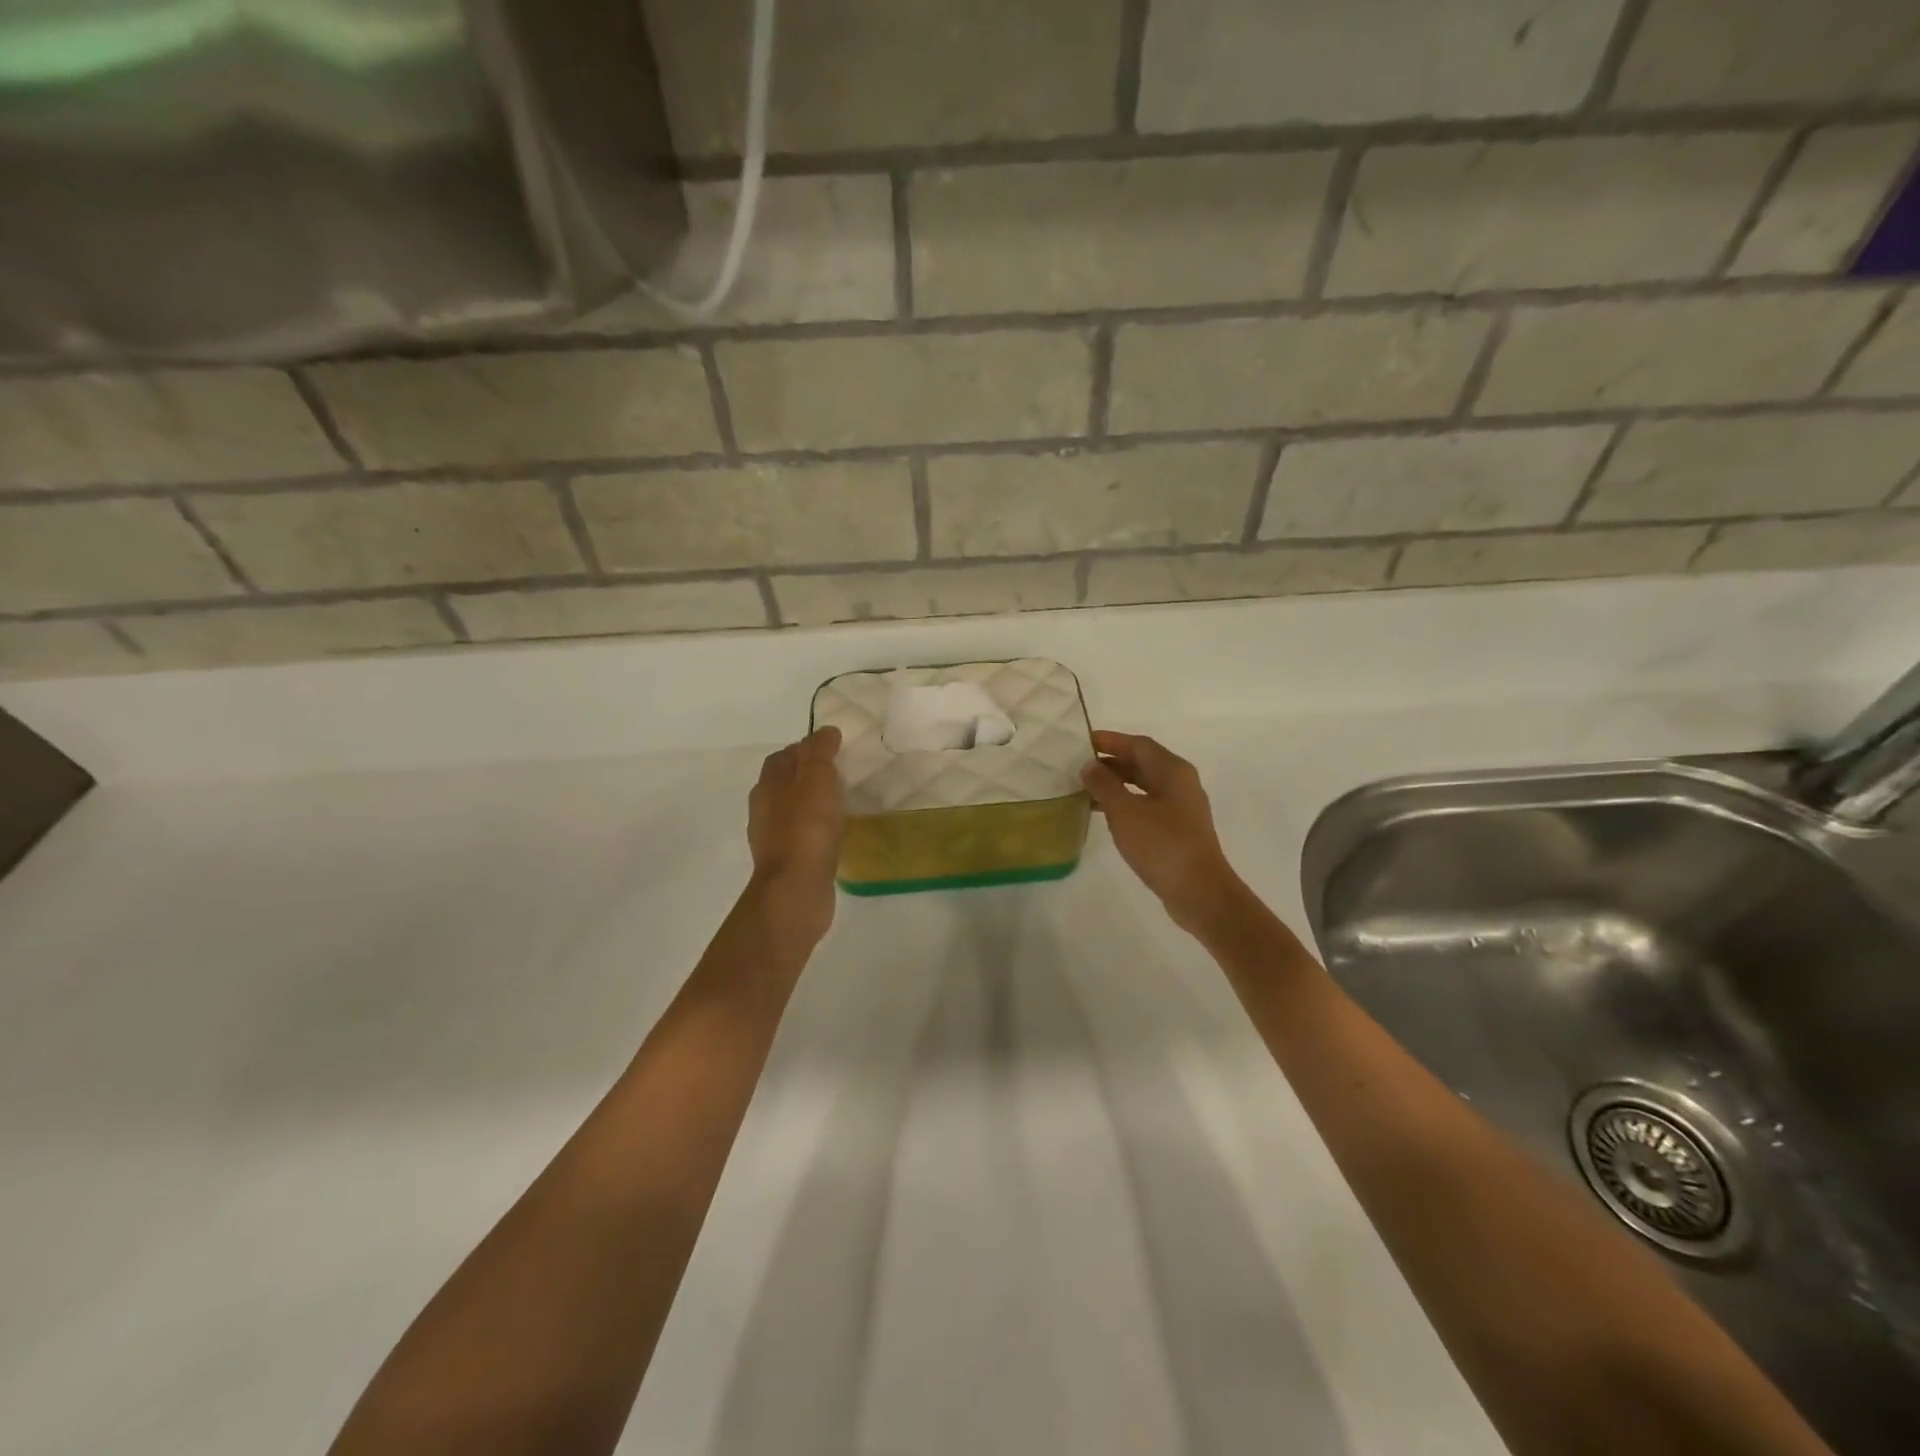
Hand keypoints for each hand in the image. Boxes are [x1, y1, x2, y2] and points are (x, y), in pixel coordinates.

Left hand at [748, 727, 844, 942]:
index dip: (806, 748)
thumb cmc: (806, 828)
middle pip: (784, 782)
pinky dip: (816, 828)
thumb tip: (825, 732)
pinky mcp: (787, 862)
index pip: (783, 756)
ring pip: (792, 809)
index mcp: (768, 785)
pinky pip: (802, 836)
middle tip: (840, 773)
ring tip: (840, 802)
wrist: (796, 889)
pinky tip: (834, 833)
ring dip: (811, 802)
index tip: (832, 748)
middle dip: (807, 774)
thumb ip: (820, 752)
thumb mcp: (817, 778)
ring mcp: (773, 838)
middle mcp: (764, 809)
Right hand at [1082, 731, 1246, 934]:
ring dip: (1116, 784)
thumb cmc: (1161, 844)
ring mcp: (1181, 807)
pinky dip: (1125, 802)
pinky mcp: (1178, 829)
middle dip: (1111, 762)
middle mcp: (1180, 783)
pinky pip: (1147, 804)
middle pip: (1142, 762)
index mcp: (1172, 770)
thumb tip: (1089, 765)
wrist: (1199, 891)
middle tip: (1079, 765)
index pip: (1138, 744)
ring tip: (1086, 789)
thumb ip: (1104, 785)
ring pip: (1144, 785)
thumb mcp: (1124, 812)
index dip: (1110, 740)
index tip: (1082, 742)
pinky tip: (1105, 814)